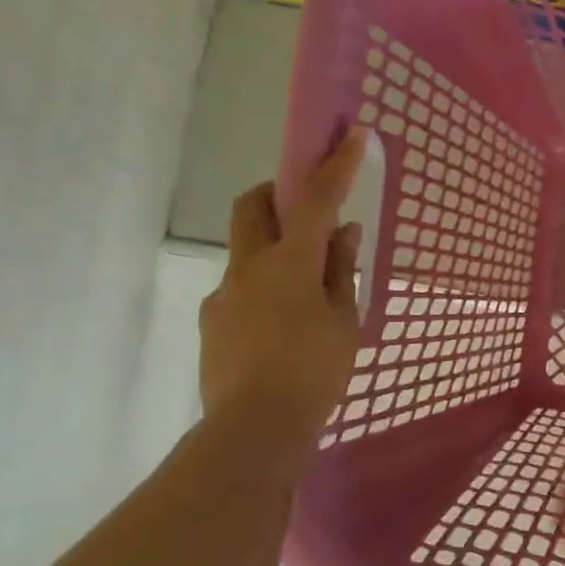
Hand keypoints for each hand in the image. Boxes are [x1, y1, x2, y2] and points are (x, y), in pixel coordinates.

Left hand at [199, 129, 366, 449]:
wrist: (253, 429)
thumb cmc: (314, 371)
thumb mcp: (344, 320)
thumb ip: (342, 271)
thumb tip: (344, 231)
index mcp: (289, 264)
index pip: (314, 202)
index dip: (335, 166)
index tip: (351, 135)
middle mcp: (248, 267)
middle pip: (252, 206)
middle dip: (277, 192)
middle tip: (307, 208)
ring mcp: (224, 294)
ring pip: (248, 250)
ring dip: (277, 249)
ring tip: (309, 292)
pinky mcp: (213, 320)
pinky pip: (242, 287)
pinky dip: (266, 287)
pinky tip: (286, 326)